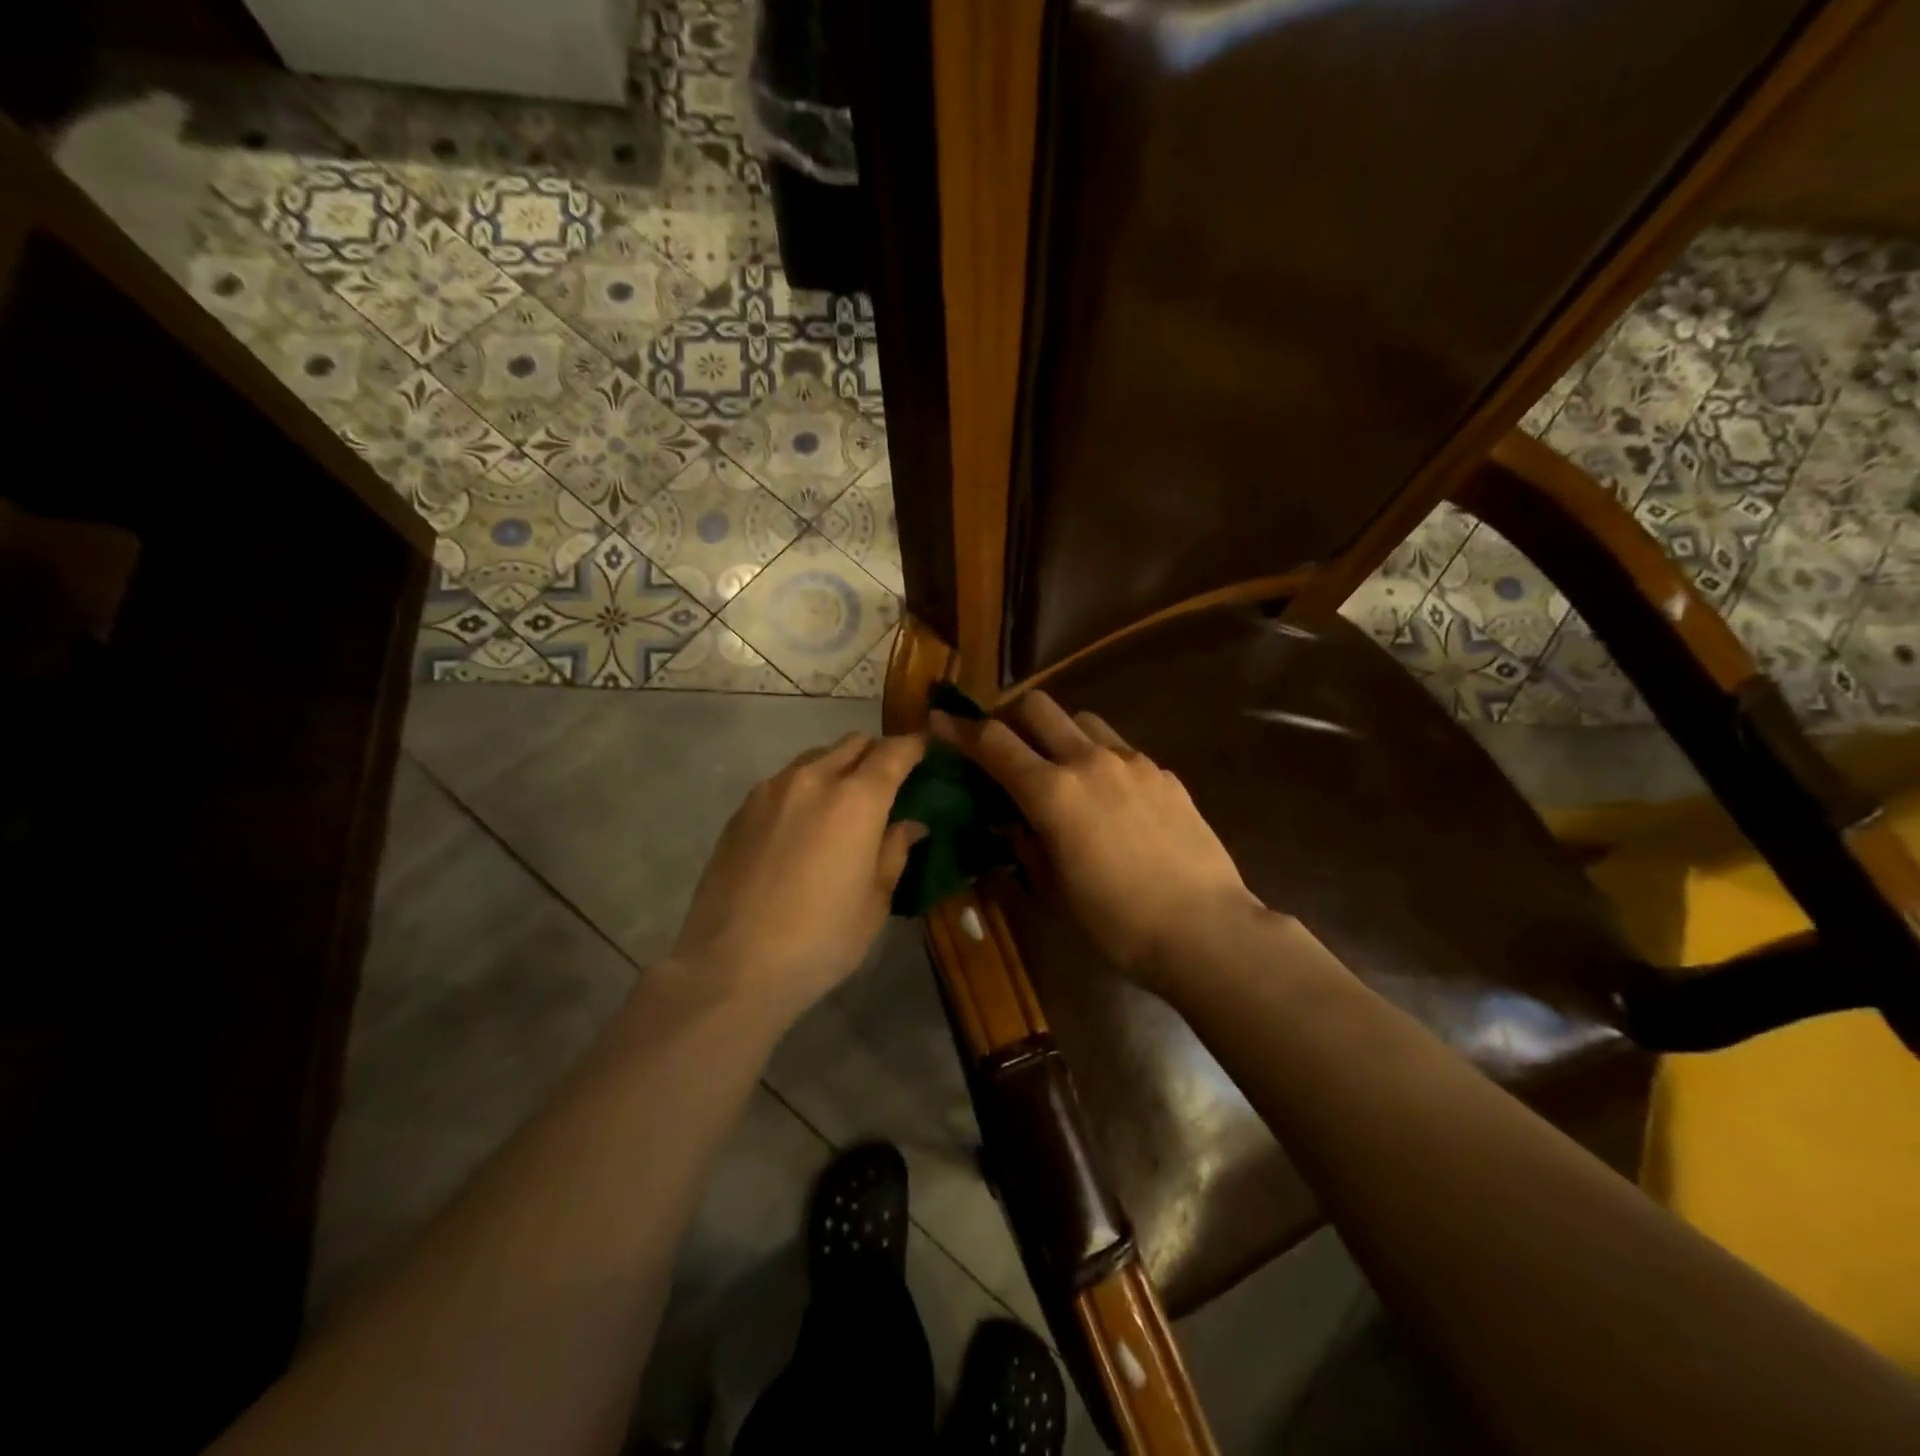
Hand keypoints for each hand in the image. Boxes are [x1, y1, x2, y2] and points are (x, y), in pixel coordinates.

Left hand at [669, 732, 927, 1023]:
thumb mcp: (875, 902)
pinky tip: (803, 827)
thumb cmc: (821, 939)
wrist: (732, 965)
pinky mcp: (742, 809)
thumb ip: (894, 852)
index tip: (926, 751)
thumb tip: (908, 824)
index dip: (915, 747)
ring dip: (838, 768)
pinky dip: (805, 789)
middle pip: (853, 744)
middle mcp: (813, 779)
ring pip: (815, 758)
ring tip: (842, 805)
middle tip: (887, 784)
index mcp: (856, 799)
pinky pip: (784, 782)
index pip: (894, 752)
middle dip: (876, 755)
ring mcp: (771, 790)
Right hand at [932, 692, 1264, 988]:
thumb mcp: (1054, 888)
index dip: (961, 731)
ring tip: (1060, 766)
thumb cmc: (1116, 923)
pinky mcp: (1164, 774)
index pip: (994, 743)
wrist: (1204, 929)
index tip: (941, 723)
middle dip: (1011, 716)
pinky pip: (1121, 749)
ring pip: (1083, 720)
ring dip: (1060, 732)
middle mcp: (1090, 761)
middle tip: (1005, 744)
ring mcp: (1133, 762)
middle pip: (1039, 707)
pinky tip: (1109, 796)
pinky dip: (1100, 757)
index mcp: (1053, 792)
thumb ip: (1025, 842)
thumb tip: (1010, 820)